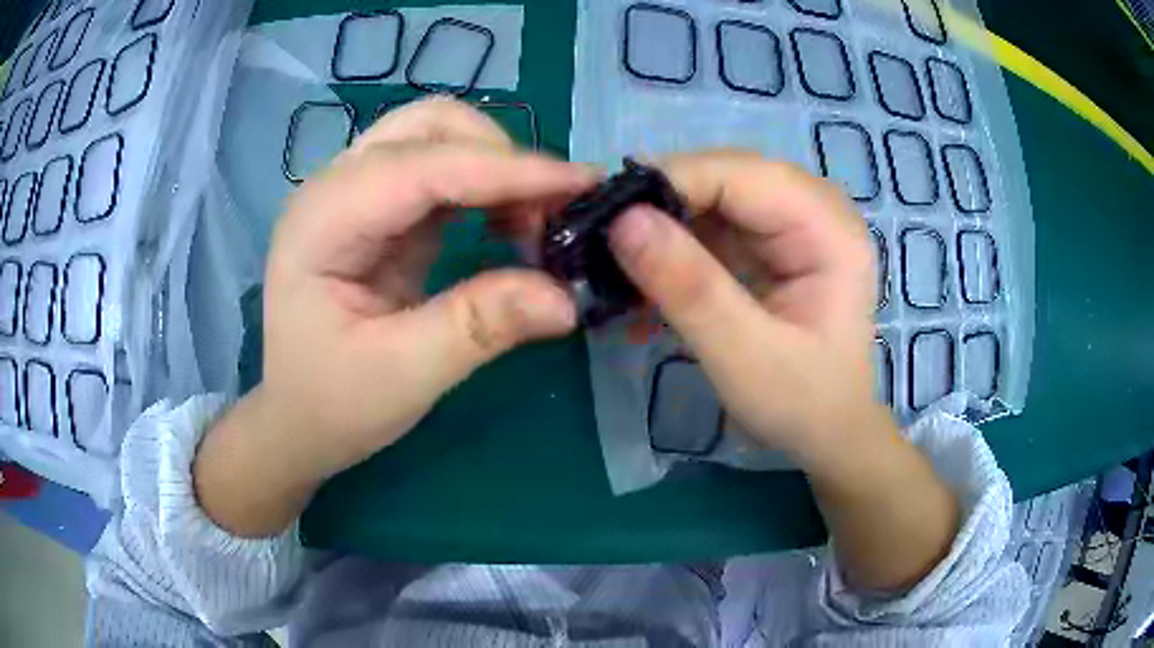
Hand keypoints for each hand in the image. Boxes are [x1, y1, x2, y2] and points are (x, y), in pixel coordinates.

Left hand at [193, 98, 595, 535]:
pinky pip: (443, 170)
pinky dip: (487, 185)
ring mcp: (356, 191)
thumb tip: (565, 297)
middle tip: (551, 215)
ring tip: (535, 221)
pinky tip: (509, 223)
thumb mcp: (404, 376)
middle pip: (429, 125)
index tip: (583, 185)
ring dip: (497, 166)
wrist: (297, 418)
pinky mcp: (380, 208)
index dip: (507, 170)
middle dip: (500, 157)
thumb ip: (479, 327)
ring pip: (440, 136)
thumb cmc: (332, 404)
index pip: (423, 167)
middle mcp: (335, 187)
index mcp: (322, 221)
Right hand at [608, 150, 879, 463]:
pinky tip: (649, 286)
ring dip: (665, 231)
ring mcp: (794, 222)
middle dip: (663, 207)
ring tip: (622, 272)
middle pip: (726, 177)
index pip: (742, 174)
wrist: (827, 433)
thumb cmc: (801, 405)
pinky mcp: (773, 241)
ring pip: (713, 198)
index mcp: (828, 228)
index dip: (671, 183)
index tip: (607, 218)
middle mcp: (816, 209)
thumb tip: (622, 220)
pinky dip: (677, 251)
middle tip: (605, 245)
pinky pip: (715, 225)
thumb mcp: (743, 356)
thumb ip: (689, 287)